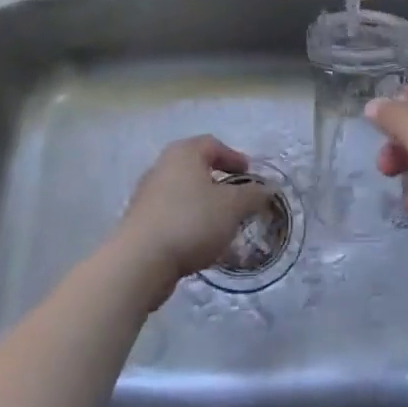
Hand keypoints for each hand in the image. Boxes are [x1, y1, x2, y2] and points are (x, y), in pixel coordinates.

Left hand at [115, 136, 273, 302]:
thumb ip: (253, 195)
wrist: (140, 262)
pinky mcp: (141, 224)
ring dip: (206, 208)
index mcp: (183, 153)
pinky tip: (203, 247)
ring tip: (224, 228)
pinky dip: (191, 226)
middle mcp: (162, 167)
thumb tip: (268, 188)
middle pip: (197, 169)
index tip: (249, 176)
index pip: (213, 144)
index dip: (234, 158)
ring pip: (185, 195)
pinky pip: (173, 217)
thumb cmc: (191, 221)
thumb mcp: (232, 206)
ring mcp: (148, 196)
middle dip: (221, 184)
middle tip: (239, 201)